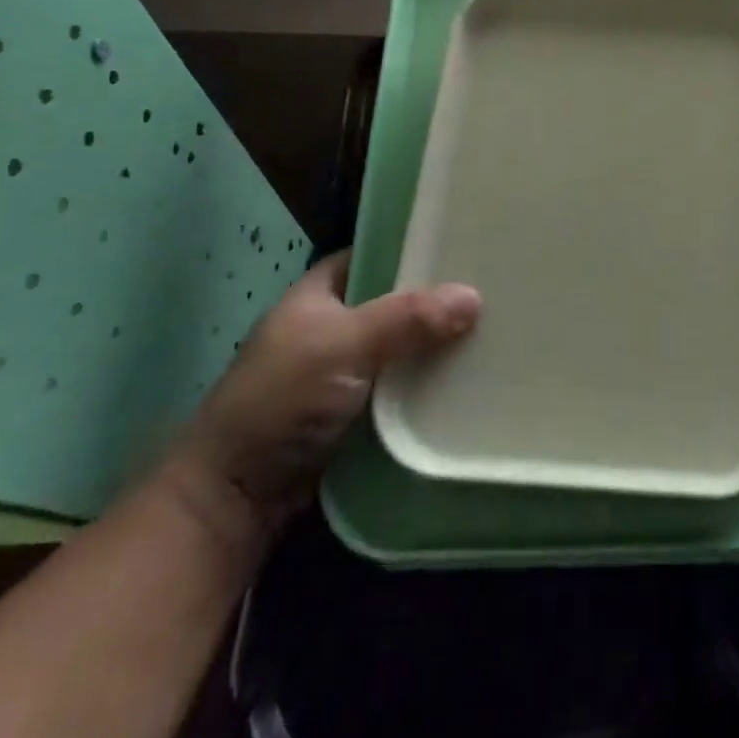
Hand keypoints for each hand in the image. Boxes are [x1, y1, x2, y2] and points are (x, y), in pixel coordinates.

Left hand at [161, 251, 479, 539]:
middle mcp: (335, 326)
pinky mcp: (363, 412)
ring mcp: (348, 372)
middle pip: (397, 301)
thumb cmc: (282, 399)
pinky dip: (434, 382)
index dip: (411, 246)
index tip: (461, 241)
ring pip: (406, 346)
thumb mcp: (342, 346)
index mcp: (319, 294)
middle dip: (439, 299)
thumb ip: (406, 318)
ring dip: (442, 344)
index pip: (372, 255)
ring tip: (498, 328)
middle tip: (494, 287)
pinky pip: (407, 386)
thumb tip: (474, 296)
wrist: (240, 495)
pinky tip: (474, 375)